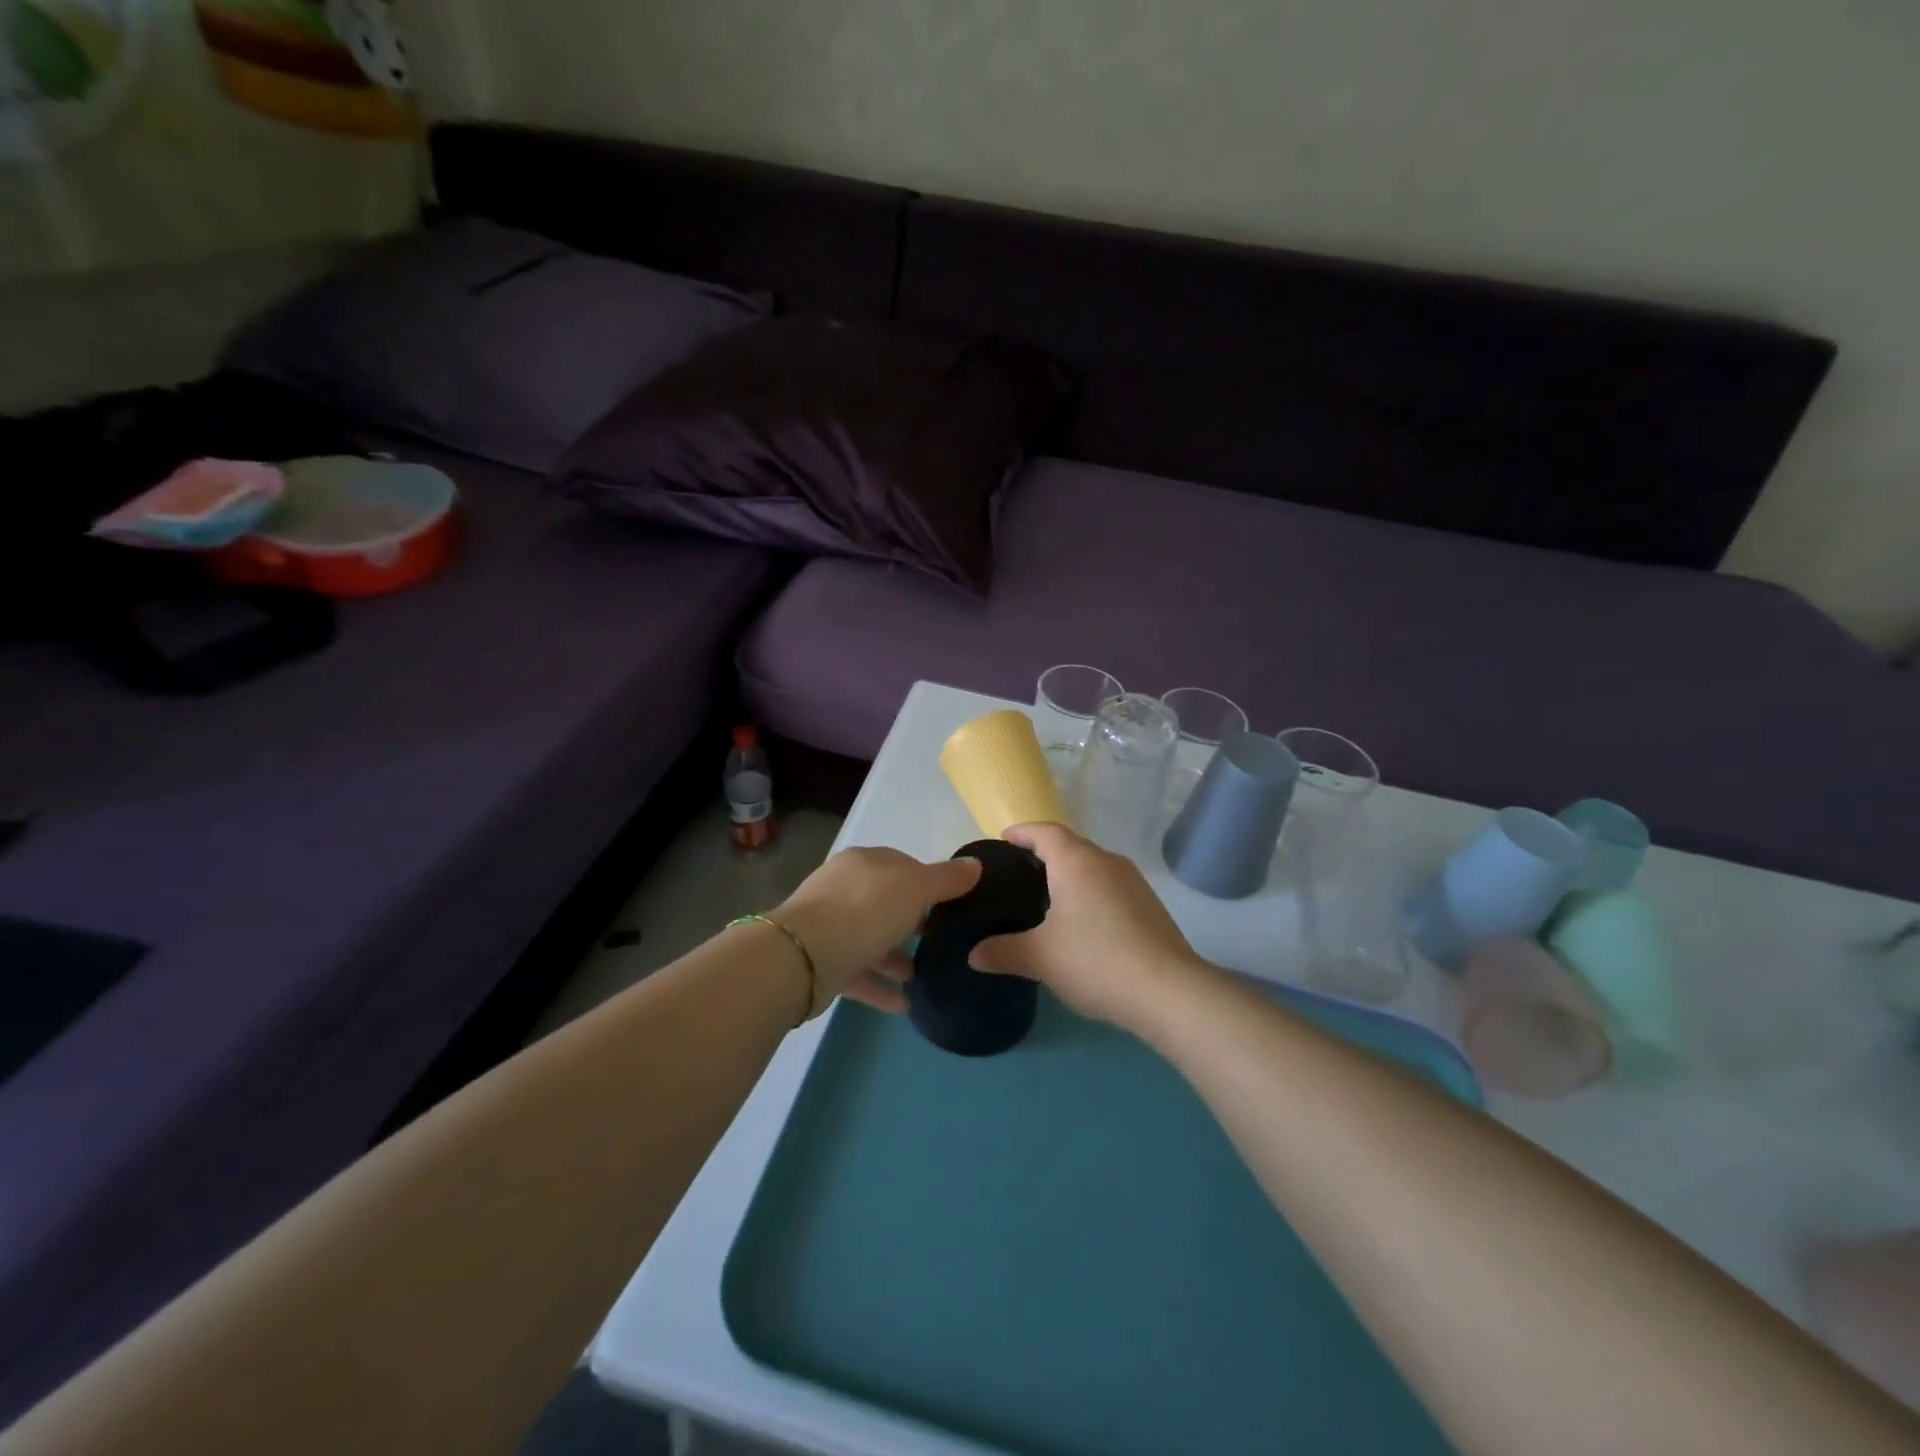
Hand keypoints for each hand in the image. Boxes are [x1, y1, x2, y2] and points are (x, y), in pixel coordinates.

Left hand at [773, 846, 981, 1014]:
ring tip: (924, 975)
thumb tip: (975, 865)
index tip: (953, 905)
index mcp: (864, 862)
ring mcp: (830, 926)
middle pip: (886, 902)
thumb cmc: (865, 911)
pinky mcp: (822, 962)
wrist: (803, 957)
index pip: (902, 865)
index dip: (929, 882)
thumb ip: (945, 879)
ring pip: (872, 939)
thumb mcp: (914, 888)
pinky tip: (904, 1004)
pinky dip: (881, 986)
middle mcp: (844, 888)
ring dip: (897, 957)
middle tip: (942, 941)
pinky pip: (859, 972)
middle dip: (913, 921)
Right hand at [969, 822, 1206, 1027]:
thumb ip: (1003, 952)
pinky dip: (1090, 894)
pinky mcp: (1149, 905)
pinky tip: (1082, 924)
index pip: (1044, 831)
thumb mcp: (1040, 958)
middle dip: (1043, 854)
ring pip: (1092, 867)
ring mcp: (1133, 881)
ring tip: (1045, 900)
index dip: (1022, 832)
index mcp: (1076, 861)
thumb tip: (973, 955)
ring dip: (1069, 875)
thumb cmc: (1095, 960)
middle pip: (1070, 846)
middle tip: (1017, 875)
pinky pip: (1109, 887)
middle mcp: (1106, 861)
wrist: (1168, 991)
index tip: (1003, 840)